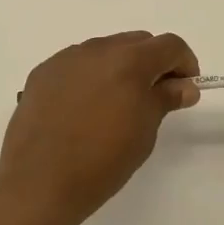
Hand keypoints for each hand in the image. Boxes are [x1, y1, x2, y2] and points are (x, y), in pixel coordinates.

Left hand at [0, 32, 200, 224]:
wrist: (38, 182)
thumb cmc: (101, 162)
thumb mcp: (144, 132)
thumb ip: (165, 99)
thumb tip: (184, 85)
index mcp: (129, 61)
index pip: (169, 45)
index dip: (184, 63)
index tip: (184, 88)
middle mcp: (98, 49)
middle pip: (137, 42)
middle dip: (152, 62)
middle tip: (154, 96)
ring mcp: (66, 58)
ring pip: (106, 50)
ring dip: (120, 67)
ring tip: (116, 104)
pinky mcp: (43, 72)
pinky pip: (77, 64)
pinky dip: (90, 76)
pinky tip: (84, 108)